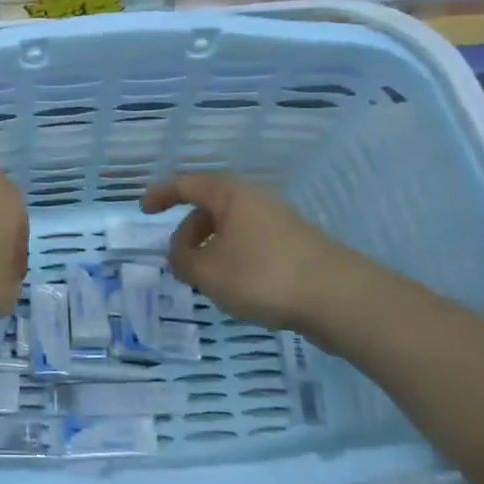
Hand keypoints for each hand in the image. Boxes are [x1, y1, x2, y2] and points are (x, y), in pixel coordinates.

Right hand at [142, 174, 374, 345]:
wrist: (339, 298)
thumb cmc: (263, 275)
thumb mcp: (207, 272)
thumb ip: (181, 261)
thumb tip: (179, 255)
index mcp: (230, 195)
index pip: (186, 184)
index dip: (161, 194)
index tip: (144, 210)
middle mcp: (254, 201)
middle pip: (209, 209)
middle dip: (188, 234)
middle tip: (180, 264)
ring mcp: (278, 223)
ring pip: (231, 231)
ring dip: (212, 252)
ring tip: (209, 284)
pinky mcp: (294, 247)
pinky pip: (251, 246)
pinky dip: (234, 261)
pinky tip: (240, 292)